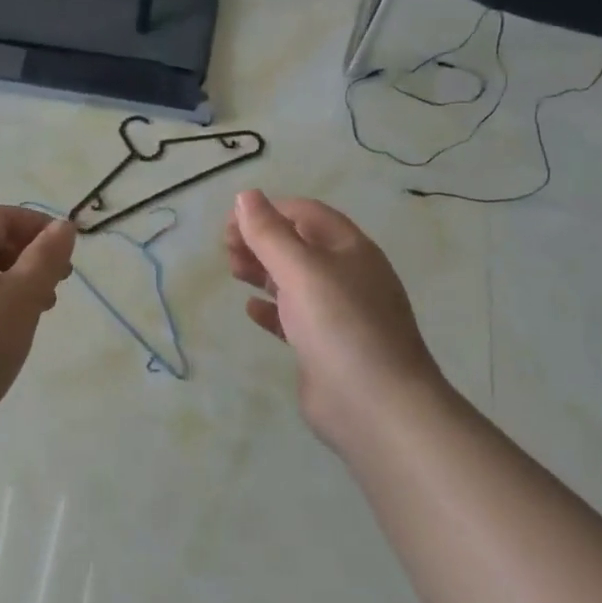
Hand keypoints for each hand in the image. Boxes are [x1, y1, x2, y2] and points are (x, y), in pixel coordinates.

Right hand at [226, 190, 451, 460]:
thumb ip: (269, 233)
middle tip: (226, 250)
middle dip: (261, 241)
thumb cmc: (339, 325)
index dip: (268, 211)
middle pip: (298, 245)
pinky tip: (250, 310)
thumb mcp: (301, 270)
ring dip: (262, 271)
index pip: (306, 214)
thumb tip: (246, 196)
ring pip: (294, 281)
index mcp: (350, 249)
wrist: (375, 406)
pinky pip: (293, 318)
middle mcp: (347, 276)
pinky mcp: (324, 347)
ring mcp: (337, 314)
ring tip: (233, 272)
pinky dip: (270, 309)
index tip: (230, 223)